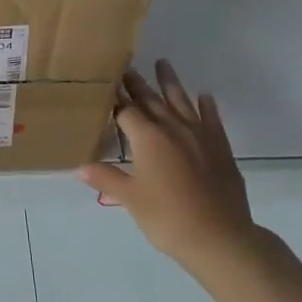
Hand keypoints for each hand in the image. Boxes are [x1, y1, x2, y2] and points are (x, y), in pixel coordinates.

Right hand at [79, 60, 260, 271]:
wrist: (221, 238)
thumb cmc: (168, 218)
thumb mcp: (131, 200)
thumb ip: (106, 178)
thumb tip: (79, 167)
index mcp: (148, 137)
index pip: (126, 110)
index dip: (114, 98)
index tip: (106, 82)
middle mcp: (173, 128)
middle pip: (151, 100)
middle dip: (137, 84)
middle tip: (127, 66)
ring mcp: (200, 135)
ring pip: (181, 101)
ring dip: (170, 82)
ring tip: (163, 63)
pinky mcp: (220, 148)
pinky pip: (212, 120)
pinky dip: (207, 107)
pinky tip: (204, 96)